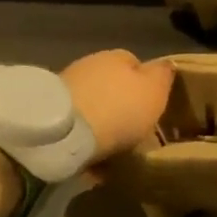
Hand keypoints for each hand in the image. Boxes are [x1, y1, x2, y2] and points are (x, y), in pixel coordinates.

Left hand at [61, 50, 173, 165]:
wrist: (64, 132)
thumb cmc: (119, 109)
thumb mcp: (154, 90)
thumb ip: (162, 75)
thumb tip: (166, 64)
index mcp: (118, 57)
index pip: (136, 64)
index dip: (146, 86)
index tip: (152, 109)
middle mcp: (90, 66)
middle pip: (112, 86)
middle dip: (121, 105)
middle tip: (134, 132)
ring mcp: (67, 88)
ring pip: (93, 105)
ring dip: (102, 123)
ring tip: (113, 150)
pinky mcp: (50, 114)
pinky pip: (77, 126)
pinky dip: (85, 140)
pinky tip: (92, 160)